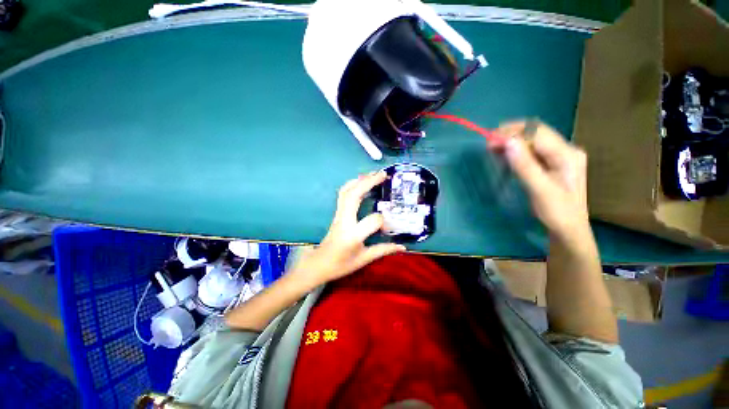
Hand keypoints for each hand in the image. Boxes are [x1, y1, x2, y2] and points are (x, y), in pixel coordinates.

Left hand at [289, 172, 405, 287]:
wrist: (318, 264)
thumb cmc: (341, 264)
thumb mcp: (364, 259)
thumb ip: (383, 250)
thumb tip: (403, 246)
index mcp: (352, 235)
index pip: (372, 220)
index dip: (383, 221)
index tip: (388, 227)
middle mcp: (344, 221)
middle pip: (353, 196)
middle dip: (369, 182)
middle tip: (383, 174)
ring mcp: (338, 215)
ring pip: (346, 191)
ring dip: (360, 180)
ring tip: (374, 174)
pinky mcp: (336, 213)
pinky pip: (342, 194)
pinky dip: (352, 184)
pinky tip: (361, 181)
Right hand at [498, 121, 588, 238]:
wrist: (569, 229)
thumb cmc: (557, 212)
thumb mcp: (540, 190)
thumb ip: (525, 165)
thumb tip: (508, 142)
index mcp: (567, 154)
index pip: (537, 133)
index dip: (513, 133)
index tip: (490, 140)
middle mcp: (565, 150)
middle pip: (535, 133)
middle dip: (511, 134)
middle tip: (489, 143)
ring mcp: (558, 156)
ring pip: (532, 140)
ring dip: (512, 141)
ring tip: (492, 148)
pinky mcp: (550, 163)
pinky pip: (531, 151)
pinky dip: (515, 150)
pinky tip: (504, 155)